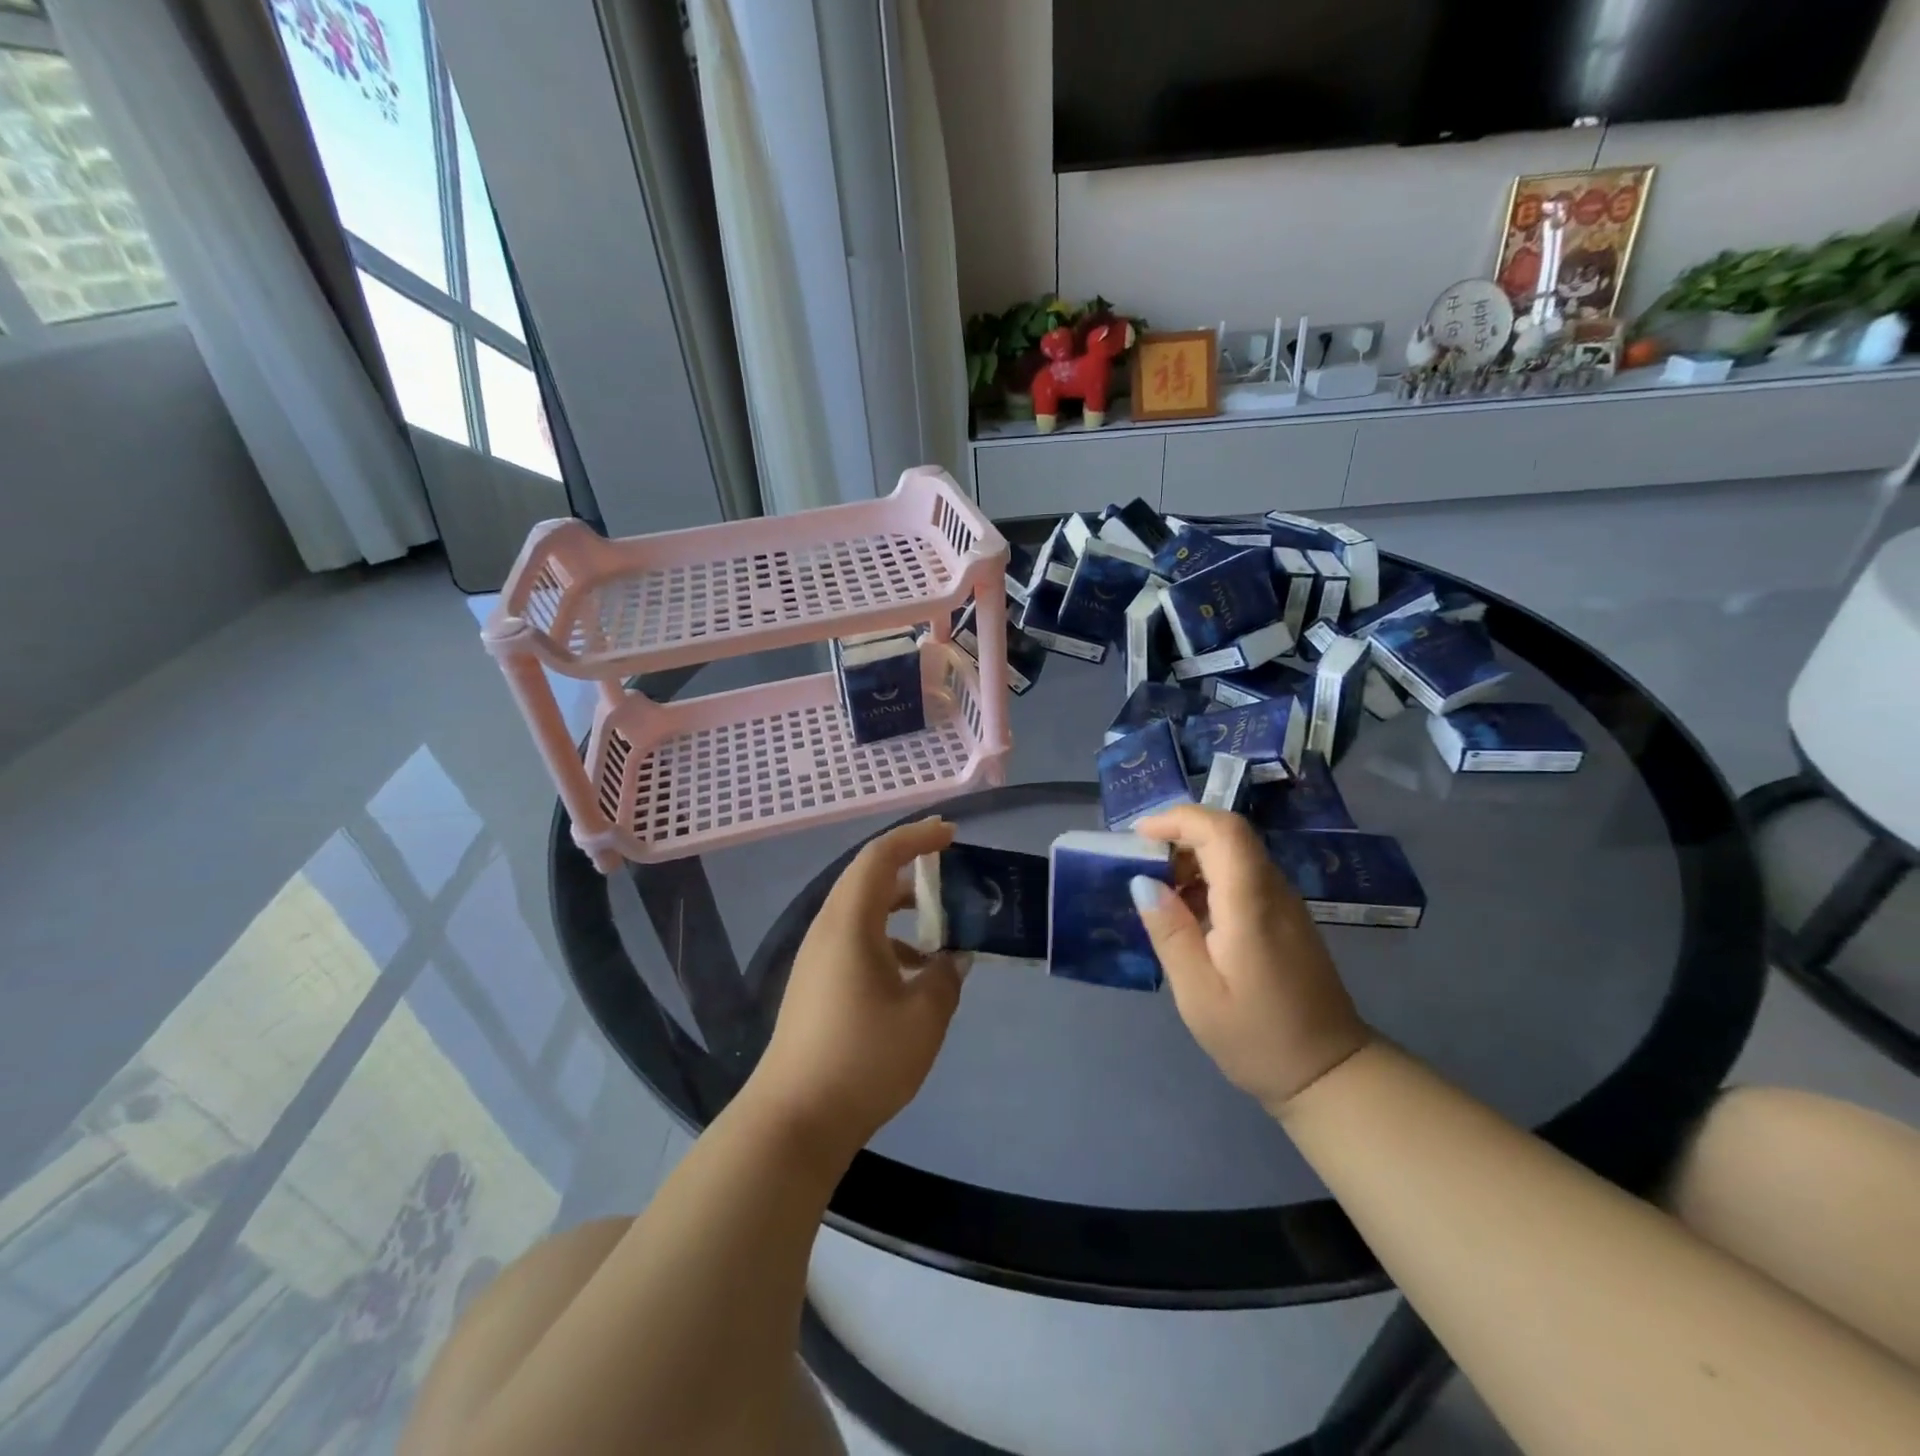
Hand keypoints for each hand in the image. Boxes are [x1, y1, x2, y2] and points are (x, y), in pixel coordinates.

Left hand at [746, 818, 966, 1160]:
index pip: (880, 856)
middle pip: (867, 876)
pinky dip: (888, 937)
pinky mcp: (816, 983)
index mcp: (849, 923)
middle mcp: (828, 930)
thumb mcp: (924, 1016)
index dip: (916, 837)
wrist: (796, 1119)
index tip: (951, 835)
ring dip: (900, 904)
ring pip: (861, 909)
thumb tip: (952, 959)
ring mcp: (817, 957)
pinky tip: (915, 970)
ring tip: (941, 920)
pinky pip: (855, 938)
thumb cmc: (863, 1059)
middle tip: (949, 864)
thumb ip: (946, 977)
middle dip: (909, 863)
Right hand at [1133, 806, 1371, 1114]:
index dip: (1179, 819)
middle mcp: (1273, 892)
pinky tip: (1188, 914)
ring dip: (1193, 858)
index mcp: (1251, 905)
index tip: (1140, 835)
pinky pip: (1244, 876)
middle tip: (1141, 863)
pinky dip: (1209, 878)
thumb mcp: (1198, 993)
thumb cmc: (1257, 1037)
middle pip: (1229, 834)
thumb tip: (1142, 881)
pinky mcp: (1286, 917)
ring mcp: (1285, 903)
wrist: (1329, 1073)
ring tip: (1158, 892)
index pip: (1223, 830)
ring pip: (1236, 853)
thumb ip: (1170, 932)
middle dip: (1180, 835)